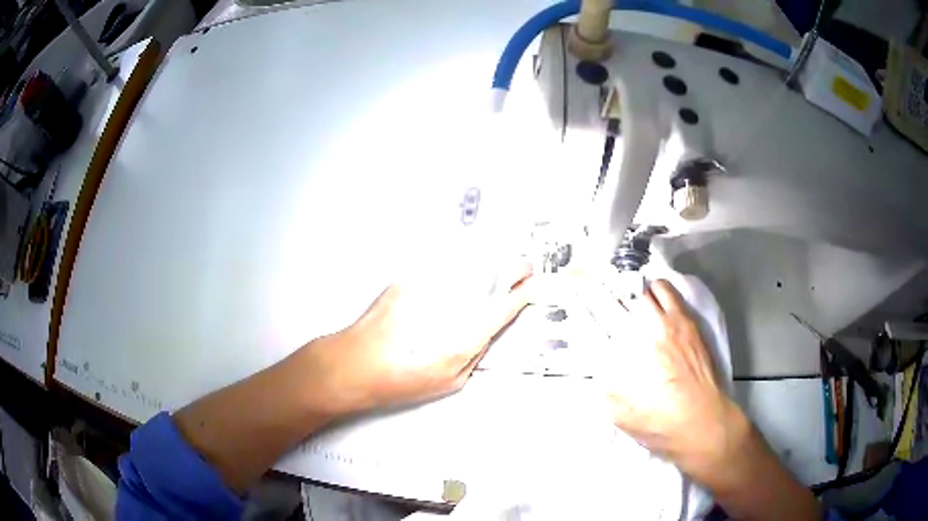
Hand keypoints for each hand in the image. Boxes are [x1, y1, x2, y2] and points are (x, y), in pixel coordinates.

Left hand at [304, 261, 532, 415]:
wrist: (355, 362)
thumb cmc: (399, 378)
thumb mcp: (450, 380)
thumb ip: (474, 352)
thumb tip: (485, 331)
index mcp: (465, 335)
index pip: (505, 305)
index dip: (523, 293)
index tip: (532, 286)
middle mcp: (450, 305)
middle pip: (492, 274)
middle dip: (514, 268)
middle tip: (523, 267)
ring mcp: (427, 287)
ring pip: (470, 264)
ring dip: (487, 264)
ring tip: (494, 269)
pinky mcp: (408, 279)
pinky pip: (441, 266)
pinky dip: (454, 268)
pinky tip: (454, 276)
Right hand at [589, 279, 820, 519]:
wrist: (716, 435)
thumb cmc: (672, 433)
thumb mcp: (628, 420)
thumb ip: (609, 393)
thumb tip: (596, 373)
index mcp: (649, 354)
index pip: (622, 313)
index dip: (605, 295)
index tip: (589, 280)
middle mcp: (670, 335)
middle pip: (643, 296)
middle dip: (622, 281)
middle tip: (607, 271)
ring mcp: (689, 333)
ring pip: (666, 294)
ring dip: (648, 283)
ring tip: (632, 275)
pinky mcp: (702, 338)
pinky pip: (684, 304)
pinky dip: (670, 291)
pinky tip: (663, 289)